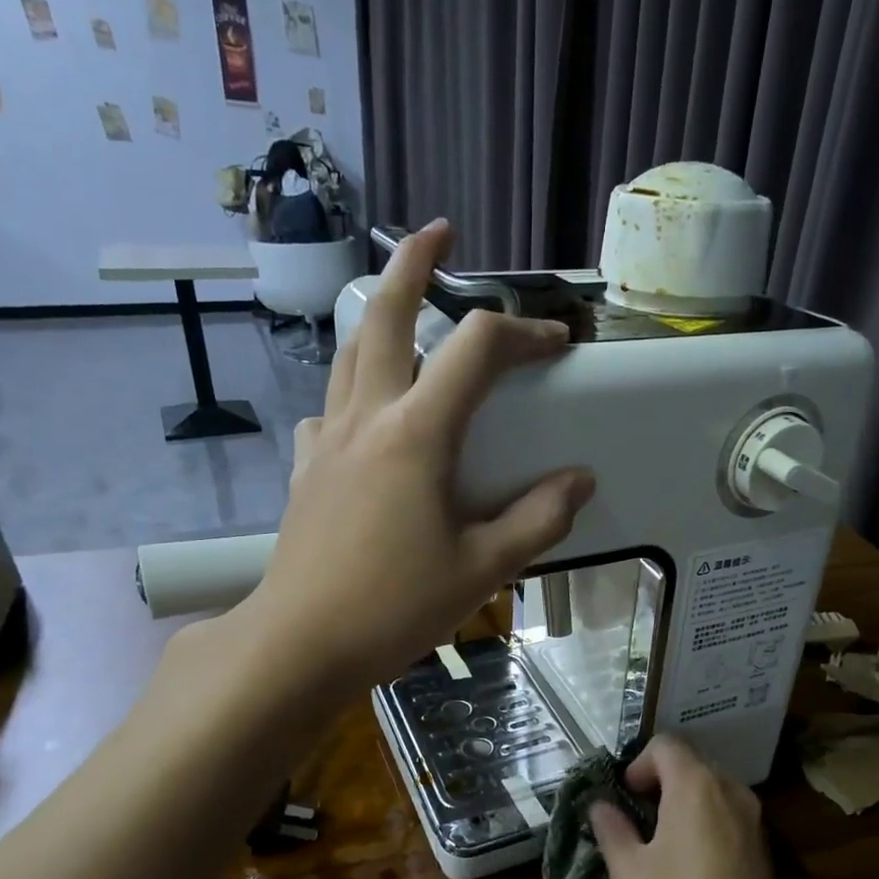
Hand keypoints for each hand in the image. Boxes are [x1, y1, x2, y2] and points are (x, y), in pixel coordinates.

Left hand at [240, 220, 593, 692]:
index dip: (523, 331)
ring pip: (349, 355)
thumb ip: (538, 519)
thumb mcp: (484, 569)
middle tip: (438, 234)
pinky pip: (329, 410)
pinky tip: (368, 419)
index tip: (556, 342)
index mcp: (416, 433)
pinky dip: (353, 394)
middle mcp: (366, 418)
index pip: (476, 349)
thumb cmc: (394, 607)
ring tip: (406, 314)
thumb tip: (579, 480)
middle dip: (413, 265)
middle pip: (383, 315)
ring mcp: (327, 441)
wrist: (299, 644)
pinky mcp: (306, 471)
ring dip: (378, 319)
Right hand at [591, 735, 827, 878]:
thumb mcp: (629, 872)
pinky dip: (704, 824)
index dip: (637, 765)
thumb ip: (612, 829)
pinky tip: (688, 867)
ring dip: (681, 803)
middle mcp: (730, 790)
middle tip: (634, 822)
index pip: (665, 744)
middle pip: (690, 763)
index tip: (623, 799)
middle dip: (658, 783)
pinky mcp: (765, 849)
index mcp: (696, 785)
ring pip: (711, 790)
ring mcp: (754, 820)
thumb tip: (600, 805)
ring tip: (657, 845)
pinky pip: (727, 816)